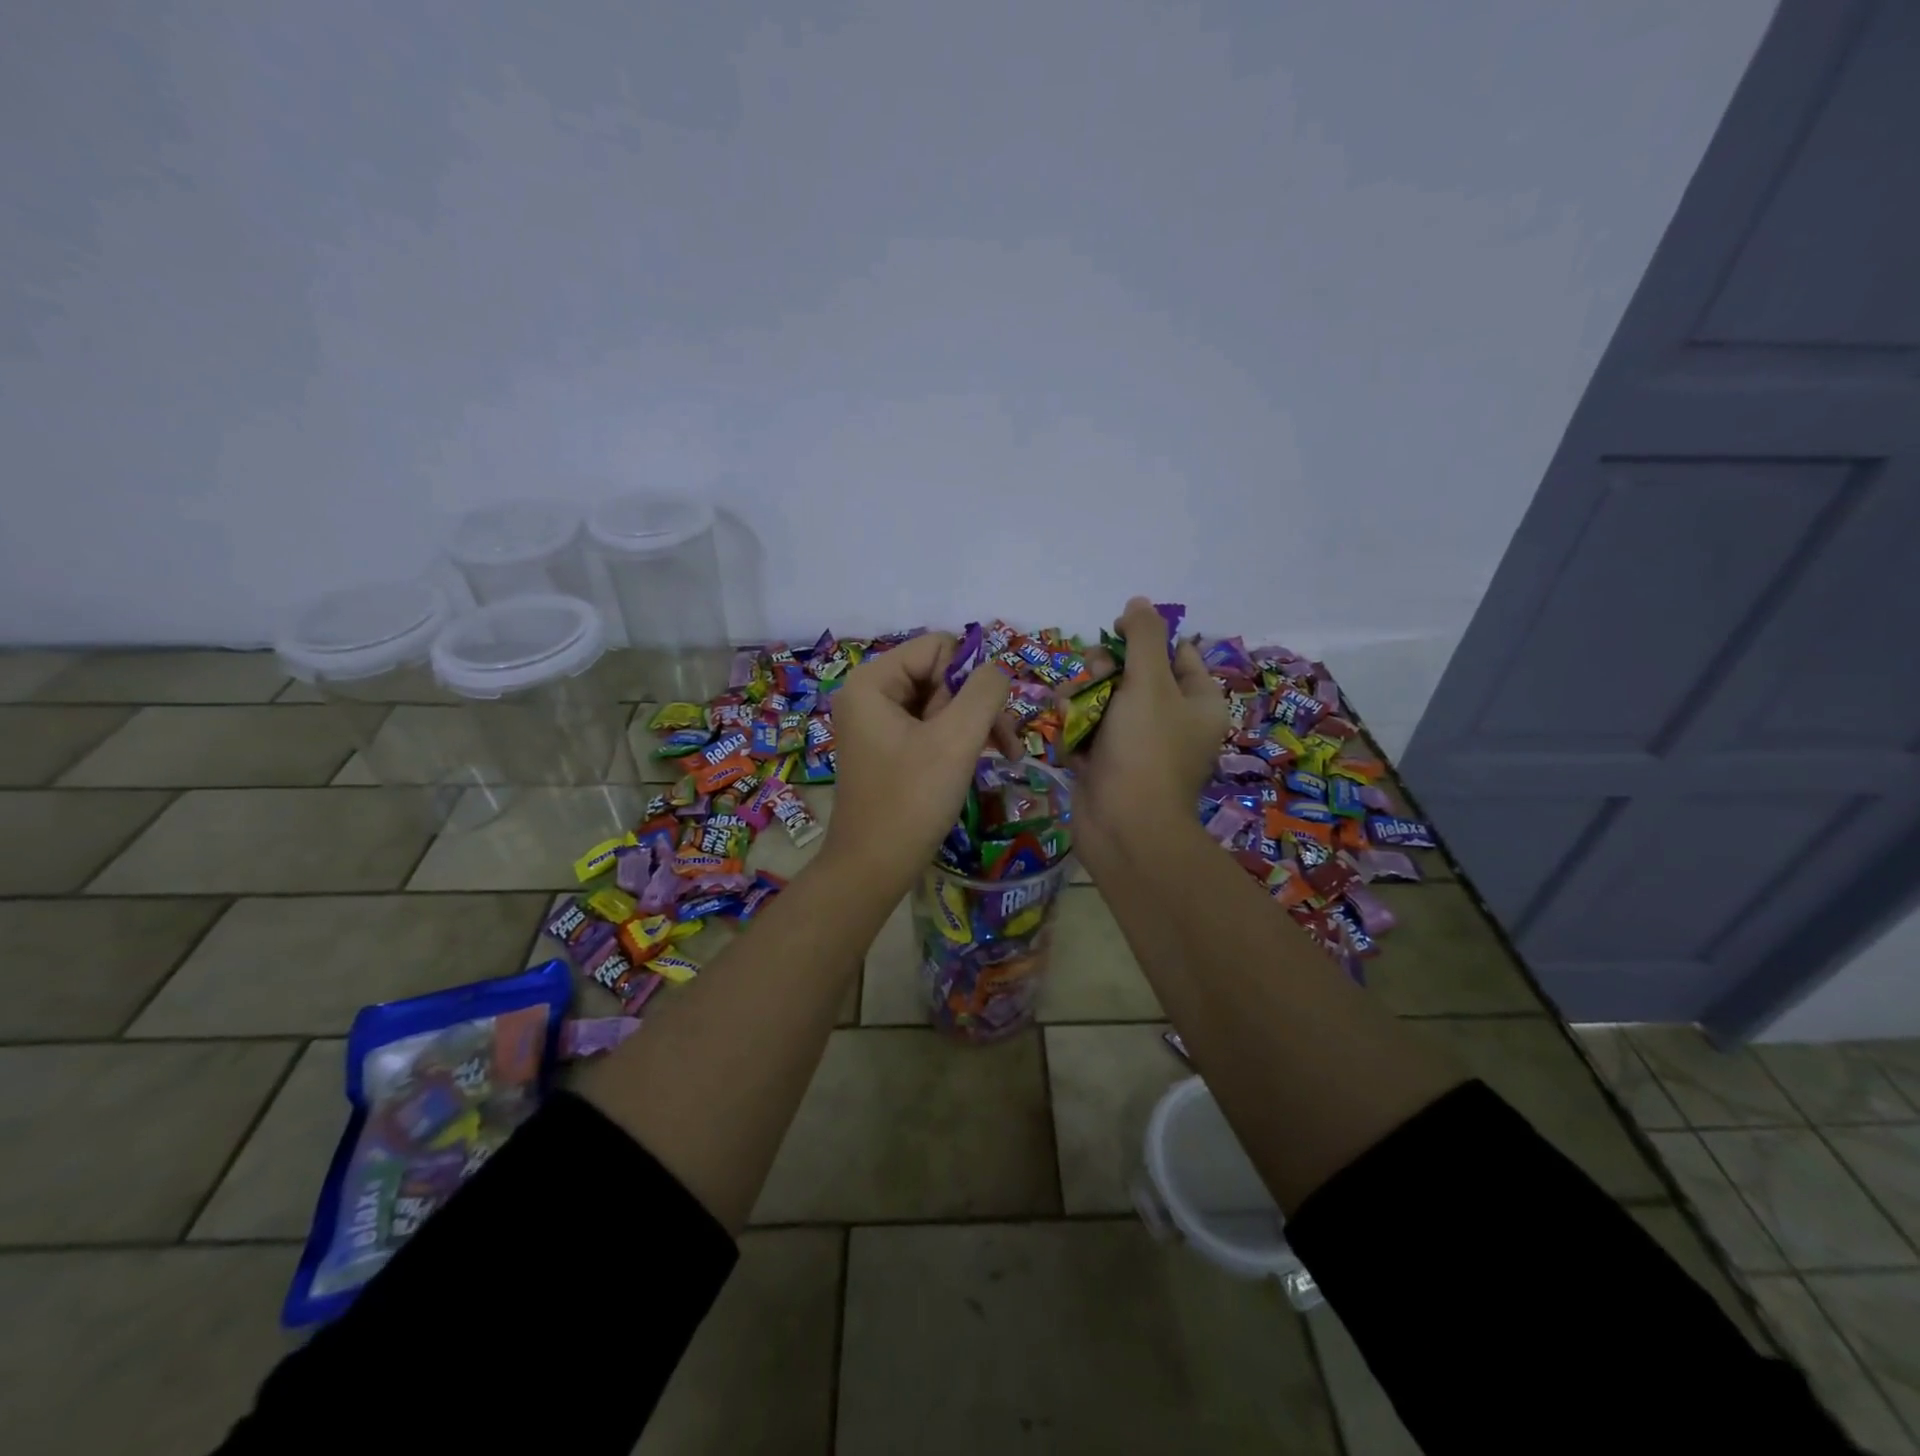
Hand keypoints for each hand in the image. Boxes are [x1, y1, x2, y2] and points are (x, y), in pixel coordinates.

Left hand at [823, 632, 1010, 896]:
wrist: (873, 869)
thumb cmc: (911, 801)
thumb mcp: (956, 740)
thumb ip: (984, 691)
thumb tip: (998, 669)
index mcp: (873, 681)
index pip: (938, 646)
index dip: (970, 676)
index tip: (983, 719)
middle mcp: (871, 694)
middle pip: (941, 673)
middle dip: (976, 705)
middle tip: (1001, 744)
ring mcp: (879, 723)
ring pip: (943, 702)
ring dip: (975, 724)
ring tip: (1002, 755)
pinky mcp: (890, 748)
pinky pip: (933, 727)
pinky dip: (960, 740)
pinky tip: (982, 762)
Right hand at [1071, 597, 1225, 851]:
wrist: (1124, 827)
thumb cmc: (1145, 749)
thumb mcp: (1150, 683)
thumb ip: (1143, 637)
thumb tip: (1137, 602)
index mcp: (1197, 701)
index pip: (1177, 654)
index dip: (1145, 639)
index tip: (1115, 633)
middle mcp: (1171, 721)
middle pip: (1132, 674)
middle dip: (1104, 671)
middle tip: (1094, 678)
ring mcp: (1137, 745)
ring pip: (1103, 701)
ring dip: (1081, 700)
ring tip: (1070, 710)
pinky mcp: (1107, 764)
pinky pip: (1088, 732)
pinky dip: (1076, 731)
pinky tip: (1069, 739)